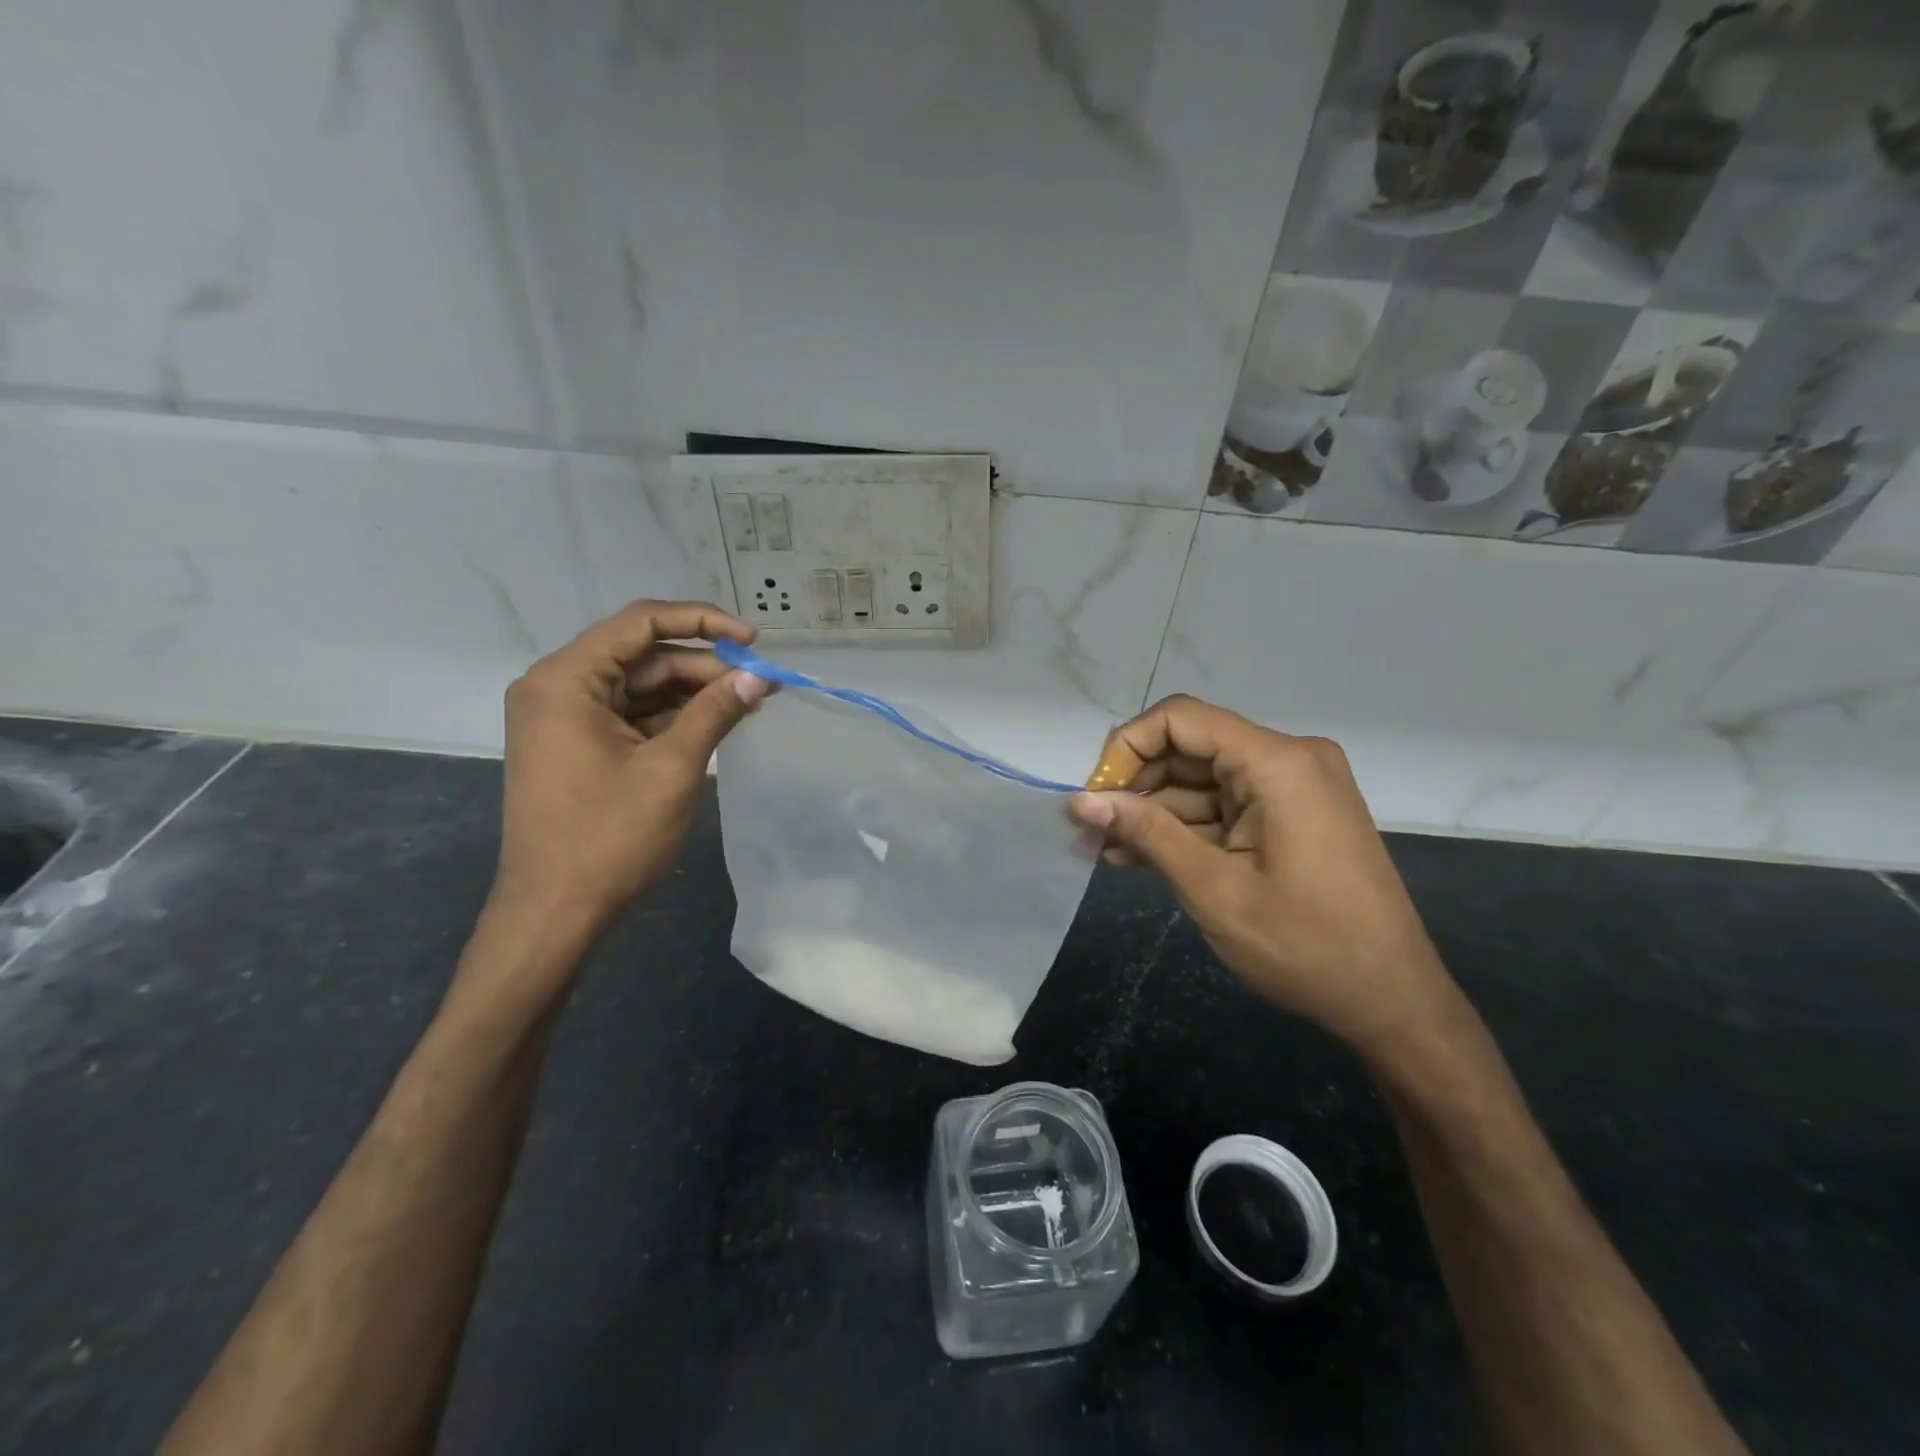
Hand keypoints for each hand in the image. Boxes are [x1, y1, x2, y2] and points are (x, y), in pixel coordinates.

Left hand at [489, 600, 767, 937]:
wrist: (555, 913)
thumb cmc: (609, 838)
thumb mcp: (671, 768)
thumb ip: (714, 712)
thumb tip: (757, 678)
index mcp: (565, 680)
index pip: (640, 623)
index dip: (702, 622)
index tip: (753, 641)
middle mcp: (557, 687)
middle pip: (643, 656)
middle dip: (703, 667)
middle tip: (760, 685)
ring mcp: (564, 718)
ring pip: (640, 686)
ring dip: (692, 692)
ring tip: (748, 704)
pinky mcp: (577, 744)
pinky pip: (631, 714)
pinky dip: (672, 716)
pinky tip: (715, 723)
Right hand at [1072, 696, 1454, 1052]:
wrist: (1392, 1002)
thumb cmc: (1306, 947)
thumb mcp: (1214, 890)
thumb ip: (1146, 833)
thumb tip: (1081, 800)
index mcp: (1279, 763)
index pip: (1181, 719)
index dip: (1127, 747)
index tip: (1096, 796)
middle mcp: (1289, 759)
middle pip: (1190, 746)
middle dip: (1136, 785)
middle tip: (1092, 829)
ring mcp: (1293, 787)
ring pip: (1202, 779)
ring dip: (1154, 812)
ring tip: (1105, 851)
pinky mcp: (1291, 814)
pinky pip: (1224, 805)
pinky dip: (1185, 828)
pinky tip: (1141, 855)